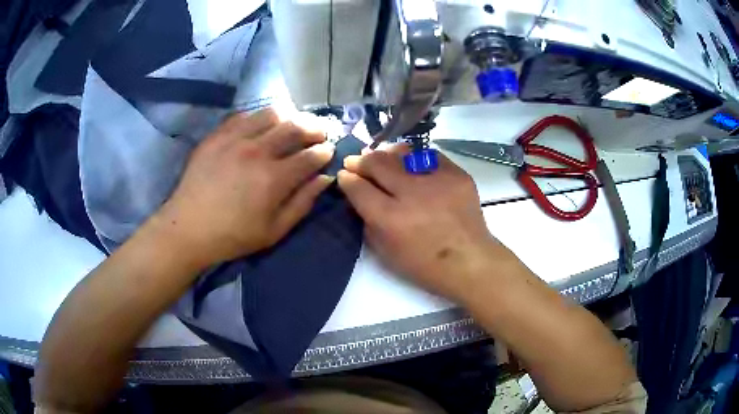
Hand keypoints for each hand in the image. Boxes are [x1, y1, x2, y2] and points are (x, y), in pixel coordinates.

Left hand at [150, 109, 334, 268]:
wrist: (188, 228)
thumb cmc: (233, 235)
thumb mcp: (274, 230)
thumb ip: (303, 203)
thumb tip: (325, 178)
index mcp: (274, 179)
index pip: (311, 155)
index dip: (325, 152)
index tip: (328, 152)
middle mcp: (257, 151)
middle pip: (296, 126)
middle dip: (315, 127)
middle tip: (318, 133)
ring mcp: (234, 139)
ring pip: (271, 114)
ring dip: (288, 117)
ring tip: (290, 126)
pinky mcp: (217, 135)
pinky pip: (244, 116)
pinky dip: (259, 118)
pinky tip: (260, 128)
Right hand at [338, 145, 515, 300]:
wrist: (470, 261)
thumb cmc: (424, 265)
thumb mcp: (385, 252)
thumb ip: (367, 221)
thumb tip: (359, 196)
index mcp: (390, 218)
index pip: (358, 187)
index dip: (347, 178)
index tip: (344, 175)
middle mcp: (411, 193)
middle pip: (377, 163)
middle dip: (361, 161)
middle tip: (357, 162)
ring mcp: (437, 180)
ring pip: (402, 153)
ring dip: (386, 154)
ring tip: (382, 158)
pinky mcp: (457, 174)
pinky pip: (429, 156)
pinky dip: (415, 158)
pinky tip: (411, 164)